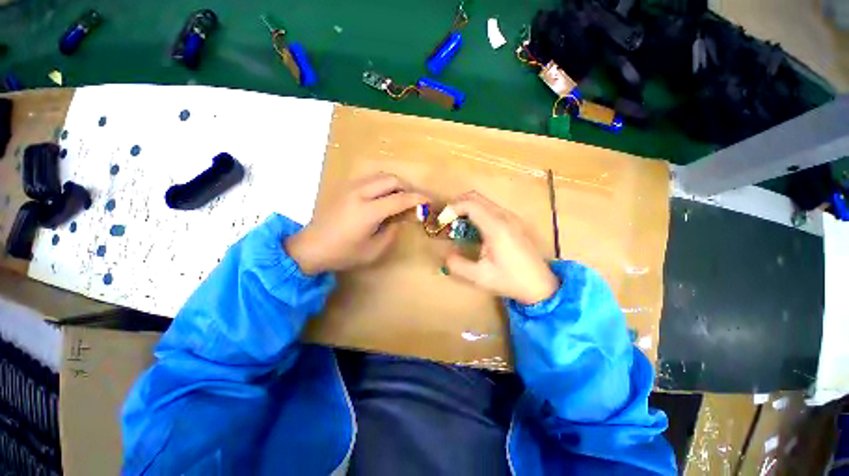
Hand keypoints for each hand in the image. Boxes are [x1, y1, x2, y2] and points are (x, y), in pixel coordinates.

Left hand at [286, 173, 427, 274]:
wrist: (311, 247)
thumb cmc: (343, 253)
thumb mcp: (374, 250)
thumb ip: (392, 232)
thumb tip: (401, 218)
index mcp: (368, 212)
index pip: (400, 199)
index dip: (418, 199)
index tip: (429, 200)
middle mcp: (360, 193)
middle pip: (391, 179)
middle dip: (407, 187)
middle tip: (414, 202)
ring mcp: (350, 188)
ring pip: (380, 175)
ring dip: (395, 184)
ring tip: (400, 199)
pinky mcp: (345, 188)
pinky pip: (370, 179)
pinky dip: (383, 184)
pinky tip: (383, 197)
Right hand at [445, 192, 558, 304]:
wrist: (541, 285)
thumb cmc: (510, 280)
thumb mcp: (480, 277)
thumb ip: (457, 265)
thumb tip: (445, 254)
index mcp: (496, 227)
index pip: (470, 204)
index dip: (452, 208)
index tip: (442, 221)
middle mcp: (505, 216)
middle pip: (476, 197)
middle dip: (457, 204)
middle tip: (446, 220)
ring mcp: (512, 217)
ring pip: (484, 201)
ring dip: (467, 207)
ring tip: (457, 223)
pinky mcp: (515, 221)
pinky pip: (491, 208)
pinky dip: (477, 211)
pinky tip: (474, 228)